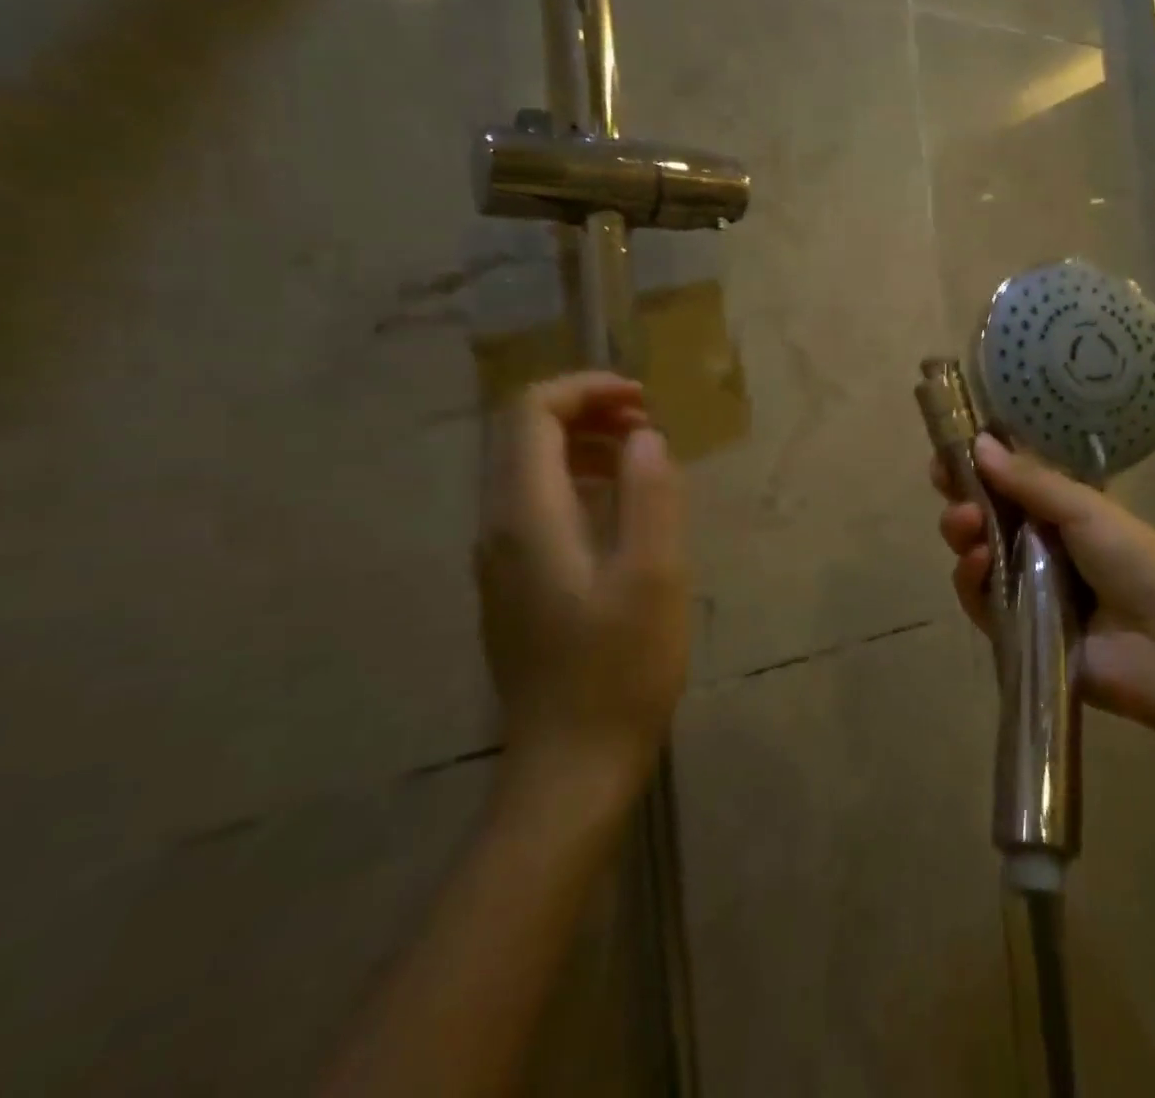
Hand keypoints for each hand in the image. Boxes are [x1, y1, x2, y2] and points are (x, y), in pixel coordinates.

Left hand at [476, 372, 688, 813]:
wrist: (571, 766)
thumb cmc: (620, 668)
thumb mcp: (655, 575)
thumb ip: (650, 495)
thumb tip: (644, 437)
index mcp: (527, 517)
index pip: (531, 414)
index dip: (585, 389)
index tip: (642, 399)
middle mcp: (499, 529)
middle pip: (525, 437)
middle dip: (588, 412)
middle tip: (650, 423)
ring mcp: (501, 560)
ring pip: (532, 472)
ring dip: (587, 447)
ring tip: (645, 456)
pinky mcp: (517, 585)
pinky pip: (540, 507)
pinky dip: (581, 483)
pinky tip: (625, 508)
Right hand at [933, 434, 1154, 726]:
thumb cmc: (1137, 563)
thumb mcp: (1086, 510)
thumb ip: (1030, 481)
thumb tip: (979, 442)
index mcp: (1063, 515)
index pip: (1008, 487)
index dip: (977, 471)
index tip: (947, 455)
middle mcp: (1041, 549)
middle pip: (985, 520)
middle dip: (962, 499)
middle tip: (950, 488)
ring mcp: (1026, 591)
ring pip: (976, 557)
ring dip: (963, 534)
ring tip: (967, 523)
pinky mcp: (1014, 631)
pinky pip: (980, 602)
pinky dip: (972, 579)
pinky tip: (979, 562)